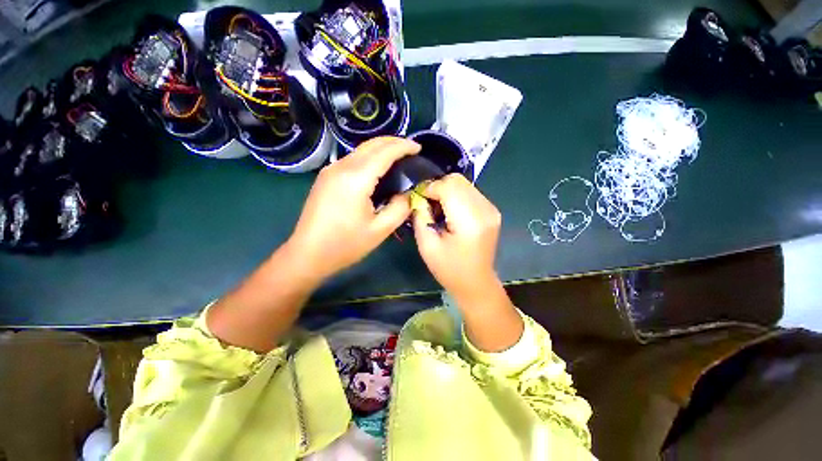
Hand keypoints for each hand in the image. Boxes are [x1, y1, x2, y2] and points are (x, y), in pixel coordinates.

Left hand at [286, 137, 420, 281]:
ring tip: (398, 157)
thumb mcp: (380, 230)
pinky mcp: (326, 177)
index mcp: (356, 179)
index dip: (404, 147)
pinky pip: (352, 159)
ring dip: (381, 148)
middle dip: (393, 142)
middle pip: (371, 144)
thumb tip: (409, 193)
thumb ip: (400, 208)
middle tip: (411, 149)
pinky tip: (377, 168)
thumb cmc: (345, 244)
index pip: (385, 152)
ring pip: (360, 150)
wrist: (307, 254)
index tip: (419, 148)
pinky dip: (369, 157)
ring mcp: (330, 170)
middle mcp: (342, 167)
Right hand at [412, 174, 502, 302]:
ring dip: (446, 191)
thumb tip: (418, 196)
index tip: (418, 199)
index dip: (429, 188)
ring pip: (464, 184)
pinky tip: (450, 212)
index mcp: (470, 220)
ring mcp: (491, 209)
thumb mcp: (427, 245)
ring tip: (438, 209)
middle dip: (437, 187)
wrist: (475, 283)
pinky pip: (470, 192)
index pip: (448, 186)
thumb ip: (420, 216)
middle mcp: (485, 209)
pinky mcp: (492, 211)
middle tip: (427, 204)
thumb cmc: (449, 269)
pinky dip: (456, 196)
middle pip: (457, 180)